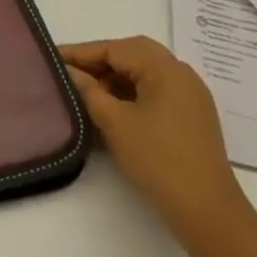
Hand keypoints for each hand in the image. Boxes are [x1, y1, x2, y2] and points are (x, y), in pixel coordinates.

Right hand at [59, 37, 250, 239]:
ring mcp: (190, 95)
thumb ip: (88, 90)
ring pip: (145, 71)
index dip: (82, 52)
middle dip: (99, 59)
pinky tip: (111, 106)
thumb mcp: (115, 122)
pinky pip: (155, 89)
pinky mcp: (190, 115)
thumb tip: (68, 71)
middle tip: (69, 70)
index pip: (116, 49)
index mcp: (166, 69)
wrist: (205, 208)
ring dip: (114, 75)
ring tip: (85, 89)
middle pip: (134, 53)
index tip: (51, 56)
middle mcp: (182, 74)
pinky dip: (130, 90)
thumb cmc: (157, 159)